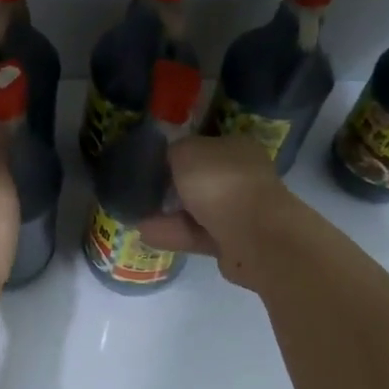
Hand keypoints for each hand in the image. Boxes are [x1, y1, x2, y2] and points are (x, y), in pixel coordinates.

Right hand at [137, 135, 292, 289]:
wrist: (252, 236)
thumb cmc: (220, 182)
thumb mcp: (186, 151)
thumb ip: (174, 151)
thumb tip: (169, 158)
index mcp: (237, 148)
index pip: (204, 146)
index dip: (178, 153)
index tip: (152, 162)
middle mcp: (241, 177)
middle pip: (200, 180)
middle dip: (171, 186)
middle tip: (141, 190)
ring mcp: (239, 211)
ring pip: (196, 210)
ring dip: (168, 213)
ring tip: (135, 214)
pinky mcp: (231, 242)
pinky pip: (195, 234)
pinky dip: (172, 233)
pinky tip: (145, 233)